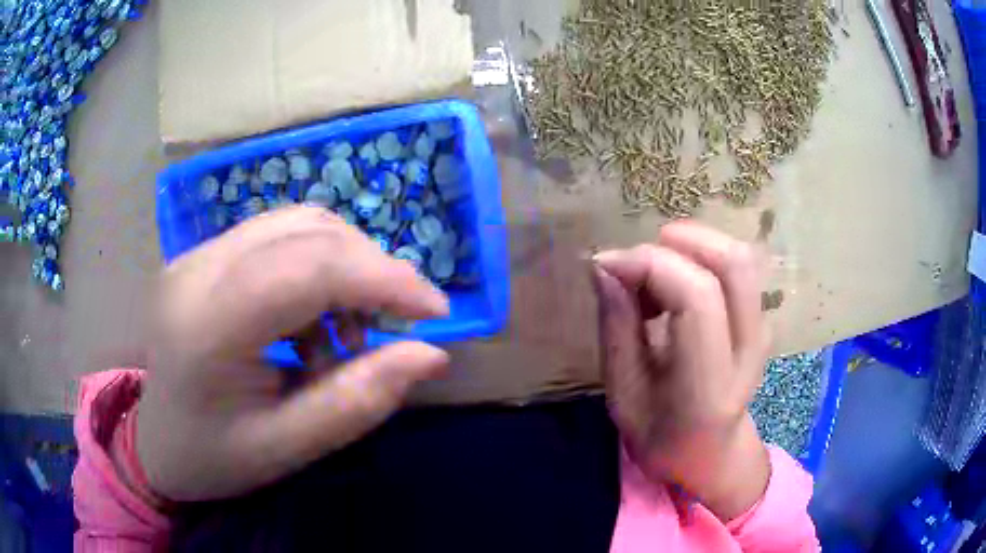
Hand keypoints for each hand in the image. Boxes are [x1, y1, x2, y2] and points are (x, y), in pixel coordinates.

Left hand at [137, 206, 449, 500]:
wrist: (157, 443)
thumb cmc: (214, 458)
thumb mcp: (288, 448)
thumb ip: (358, 401)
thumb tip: (430, 354)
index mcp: (207, 326)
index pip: (306, 269)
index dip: (382, 278)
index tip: (435, 313)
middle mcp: (197, 270)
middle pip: (306, 230)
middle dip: (371, 269)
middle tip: (398, 323)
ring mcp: (196, 254)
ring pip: (296, 223)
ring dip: (345, 264)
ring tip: (349, 329)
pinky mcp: (203, 255)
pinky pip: (278, 237)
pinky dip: (317, 266)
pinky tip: (313, 318)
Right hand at [593, 221, 770, 520]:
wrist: (712, 455)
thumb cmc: (660, 437)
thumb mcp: (623, 395)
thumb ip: (616, 328)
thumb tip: (605, 266)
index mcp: (708, 387)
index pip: (697, 298)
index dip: (651, 265)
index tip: (607, 264)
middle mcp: (748, 351)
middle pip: (733, 264)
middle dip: (680, 241)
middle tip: (637, 260)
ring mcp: (763, 332)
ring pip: (741, 257)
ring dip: (692, 247)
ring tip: (655, 274)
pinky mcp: (763, 319)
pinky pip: (739, 268)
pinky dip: (703, 258)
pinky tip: (675, 284)